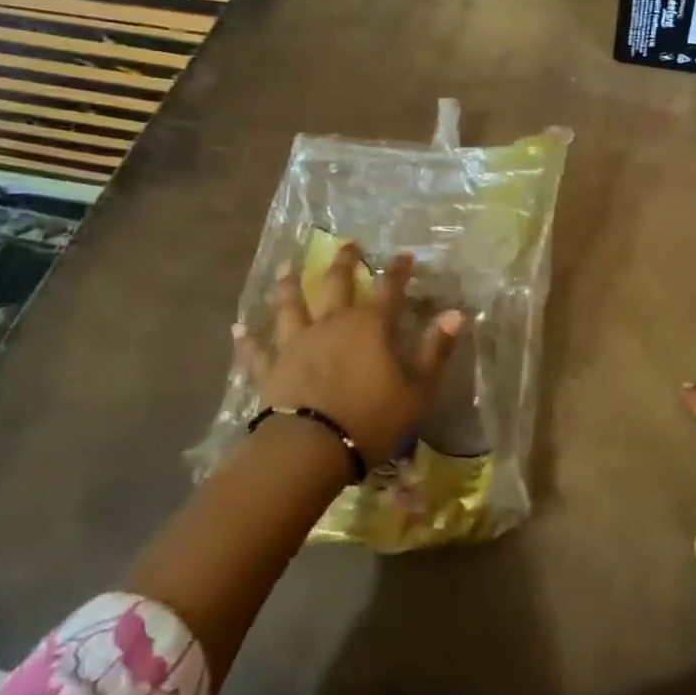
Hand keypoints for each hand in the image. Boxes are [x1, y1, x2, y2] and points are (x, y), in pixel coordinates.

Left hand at [242, 241, 461, 465]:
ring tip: (286, 266)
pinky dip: (248, 339)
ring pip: (291, 306)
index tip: (404, 255)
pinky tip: (238, 328)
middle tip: (348, 244)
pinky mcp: (270, 369)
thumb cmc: (370, 419)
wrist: (308, 450)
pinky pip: (257, 350)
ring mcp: (296, 343)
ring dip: (289, 285)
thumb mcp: (416, 390)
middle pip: (337, 283)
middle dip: (345, 262)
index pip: (389, 289)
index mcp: (369, 326)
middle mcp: (331, 323)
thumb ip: (434, 350)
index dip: (398, 271)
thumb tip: (456, 314)